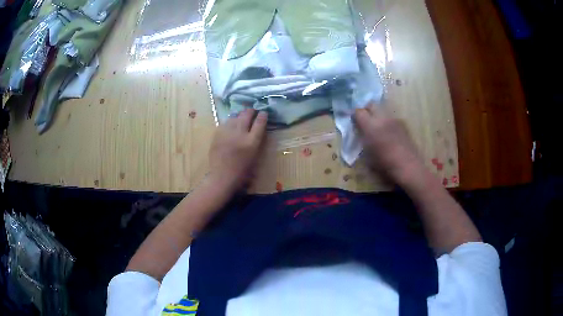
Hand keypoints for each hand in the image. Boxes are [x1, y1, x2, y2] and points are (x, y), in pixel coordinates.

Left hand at [208, 109, 267, 192]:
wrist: (222, 177)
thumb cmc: (242, 172)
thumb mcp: (255, 157)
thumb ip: (257, 141)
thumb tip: (257, 129)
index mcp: (252, 142)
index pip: (260, 123)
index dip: (263, 116)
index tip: (264, 113)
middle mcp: (240, 134)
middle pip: (247, 115)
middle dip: (251, 111)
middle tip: (253, 111)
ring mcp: (227, 132)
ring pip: (235, 116)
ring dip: (240, 115)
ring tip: (242, 116)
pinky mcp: (217, 134)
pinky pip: (225, 122)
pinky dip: (230, 121)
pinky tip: (231, 124)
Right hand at [353, 105, 423, 184]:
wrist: (408, 167)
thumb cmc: (385, 165)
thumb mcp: (367, 155)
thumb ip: (363, 139)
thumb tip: (361, 133)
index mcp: (370, 126)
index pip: (358, 111)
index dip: (355, 116)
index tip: (354, 122)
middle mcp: (382, 118)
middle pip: (371, 105)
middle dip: (367, 110)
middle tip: (365, 121)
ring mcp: (394, 119)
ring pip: (383, 110)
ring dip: (378, 115)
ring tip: (378, 127)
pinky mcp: (403, 124)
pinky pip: (392, 118)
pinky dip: (388, 122)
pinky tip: (389, 133)